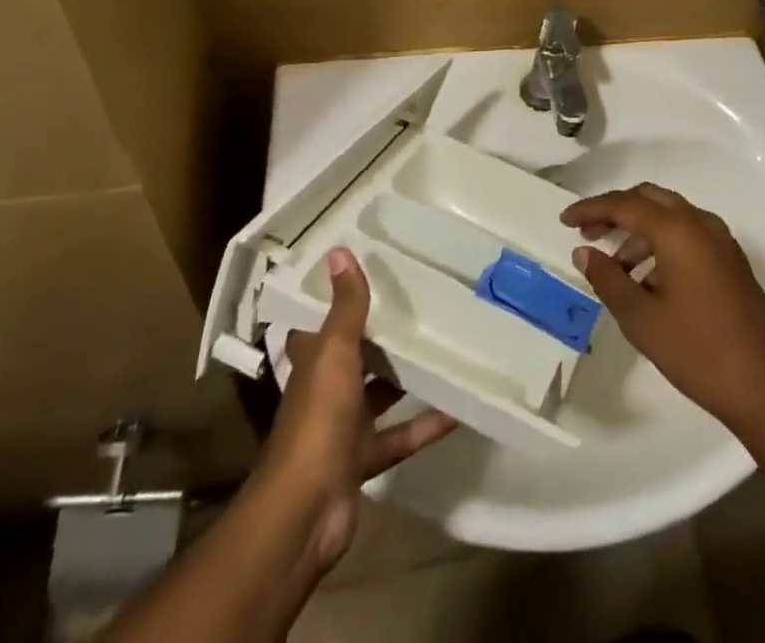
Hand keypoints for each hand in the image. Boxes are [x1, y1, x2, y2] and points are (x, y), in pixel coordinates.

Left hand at [263, 248, 456, 573]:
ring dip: (406, 378)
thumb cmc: (317, 420)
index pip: (319, 326)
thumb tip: (339, 252)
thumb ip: (345, 307)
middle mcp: (325, 393)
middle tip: (420, 302)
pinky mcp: (364, 461)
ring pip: (380, 395)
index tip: (366, 276)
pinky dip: (426, 423)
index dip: (336, 303)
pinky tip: (458, 407)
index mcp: (312, 364)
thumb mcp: (334, 354)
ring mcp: (344, 430)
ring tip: (445, 346)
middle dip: (381, 337)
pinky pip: (401, 435)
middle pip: (354, 358)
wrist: (305, 512)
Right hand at [562, 185, 764, 438]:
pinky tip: (648, 280)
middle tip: (587, 233)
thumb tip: (584, 252)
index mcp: (678, 230)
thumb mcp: (642, 319)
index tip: (565, 220)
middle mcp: (701, 223)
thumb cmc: (698, 351)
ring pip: (671, 216)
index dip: (592, 208)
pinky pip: (688, 235)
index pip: (626, 204)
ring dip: (639, 232)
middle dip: (616, 212)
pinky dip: (662, 244)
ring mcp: (721, 241)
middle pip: (650, 199)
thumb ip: (608, 279)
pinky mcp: (731, 261)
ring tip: (615, 268)